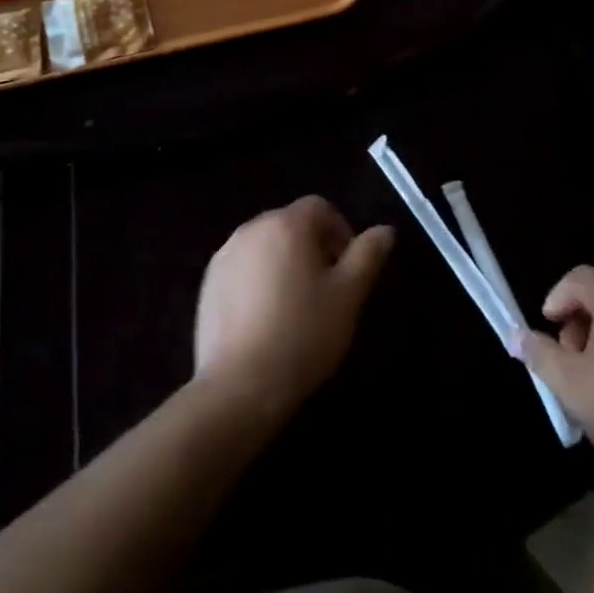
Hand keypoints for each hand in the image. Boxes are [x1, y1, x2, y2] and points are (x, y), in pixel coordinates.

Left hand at [194, 196, 393, 419]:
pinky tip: (267, 319)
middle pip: (290, 223)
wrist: (240, 385)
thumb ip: (367, 256)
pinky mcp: (208, 283)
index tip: (349, 269)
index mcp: (286, 224)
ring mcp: (225, 255)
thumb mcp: (348, 296)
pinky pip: (243, 267)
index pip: (320, 207)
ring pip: (266, 246)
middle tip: (328, 289)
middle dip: (314, 247)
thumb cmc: (303, 334)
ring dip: (285, 262)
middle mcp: (251, 228)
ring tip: (297, 306)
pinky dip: (259, 280)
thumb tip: (385, 230)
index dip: (341, 231)